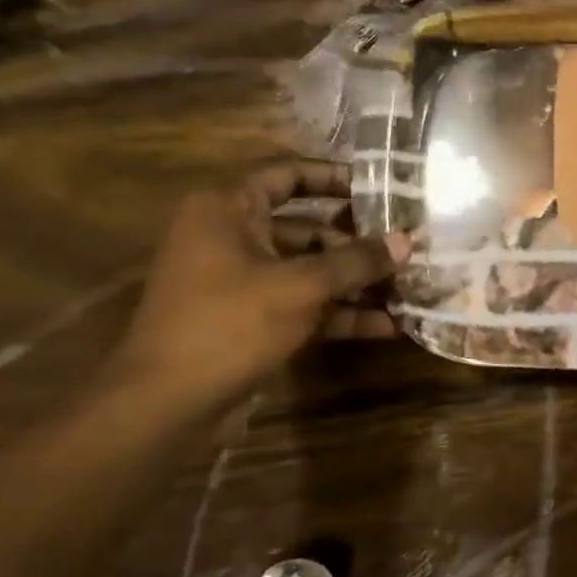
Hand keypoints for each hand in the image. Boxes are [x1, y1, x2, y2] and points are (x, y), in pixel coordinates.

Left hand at [107, 163, 408, 413]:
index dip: (334, 177)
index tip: (380, 187)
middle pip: (306, 227)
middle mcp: (231, 237)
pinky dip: (338, 314)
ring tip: (406, 289)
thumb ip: (356, 261)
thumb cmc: (231, 323)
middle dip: (357, 241)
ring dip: (354, 282)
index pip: (286, 174)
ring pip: (308, 270)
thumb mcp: (302, 286)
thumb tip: (407, 239)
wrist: (169, 402)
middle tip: (405, 246)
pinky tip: (384, 327)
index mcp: (227, 209)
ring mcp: (240, 282)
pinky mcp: (250, 320)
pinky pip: (302, 305)